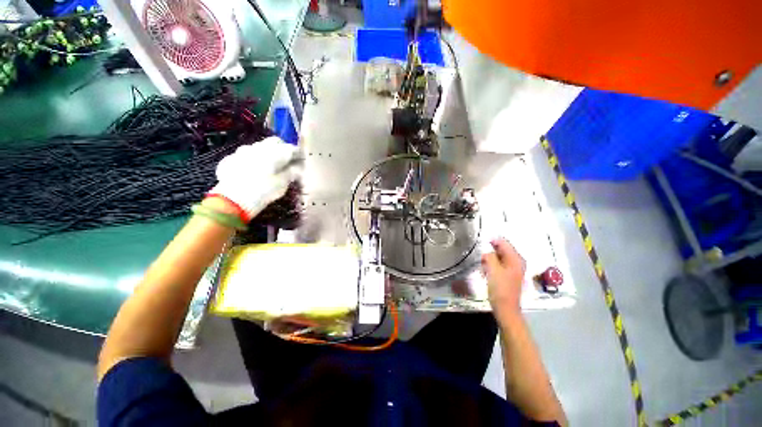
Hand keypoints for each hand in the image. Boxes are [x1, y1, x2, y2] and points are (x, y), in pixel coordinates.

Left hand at [208, 136, 300, 221]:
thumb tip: (298, 168)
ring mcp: (243, 152)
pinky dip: (253, 160)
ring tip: (270, 165)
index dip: (298, 154)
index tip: (302, 160)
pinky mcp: (231, 159)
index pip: (291, 149)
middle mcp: (259, 148)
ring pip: (259, 147)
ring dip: (267, 153)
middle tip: (288, 160)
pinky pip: (245, 155)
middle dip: (283, 149)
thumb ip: (291, 173)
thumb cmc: (263, 191)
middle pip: (275, 142)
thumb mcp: (282, 184)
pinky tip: (253, 171)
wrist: (232, 200)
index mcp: (275, 153)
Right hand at [481, 239, 525, 322]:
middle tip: (482, 258)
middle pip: (502, 250)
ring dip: (490, 259)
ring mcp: (513, 269)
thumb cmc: (500, 288)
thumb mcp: (493, 270)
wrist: (505, 308)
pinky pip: (498, 265)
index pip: (504, 243)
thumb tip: (487, 251)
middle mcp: (517, 262)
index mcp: (516, 259)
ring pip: (499, 257)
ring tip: (483, 266)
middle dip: (490, 252)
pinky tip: (486, 272)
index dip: (493, 241)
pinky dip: (491, 266)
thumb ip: (489, 256)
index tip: (481, 242)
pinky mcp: (508, 275)